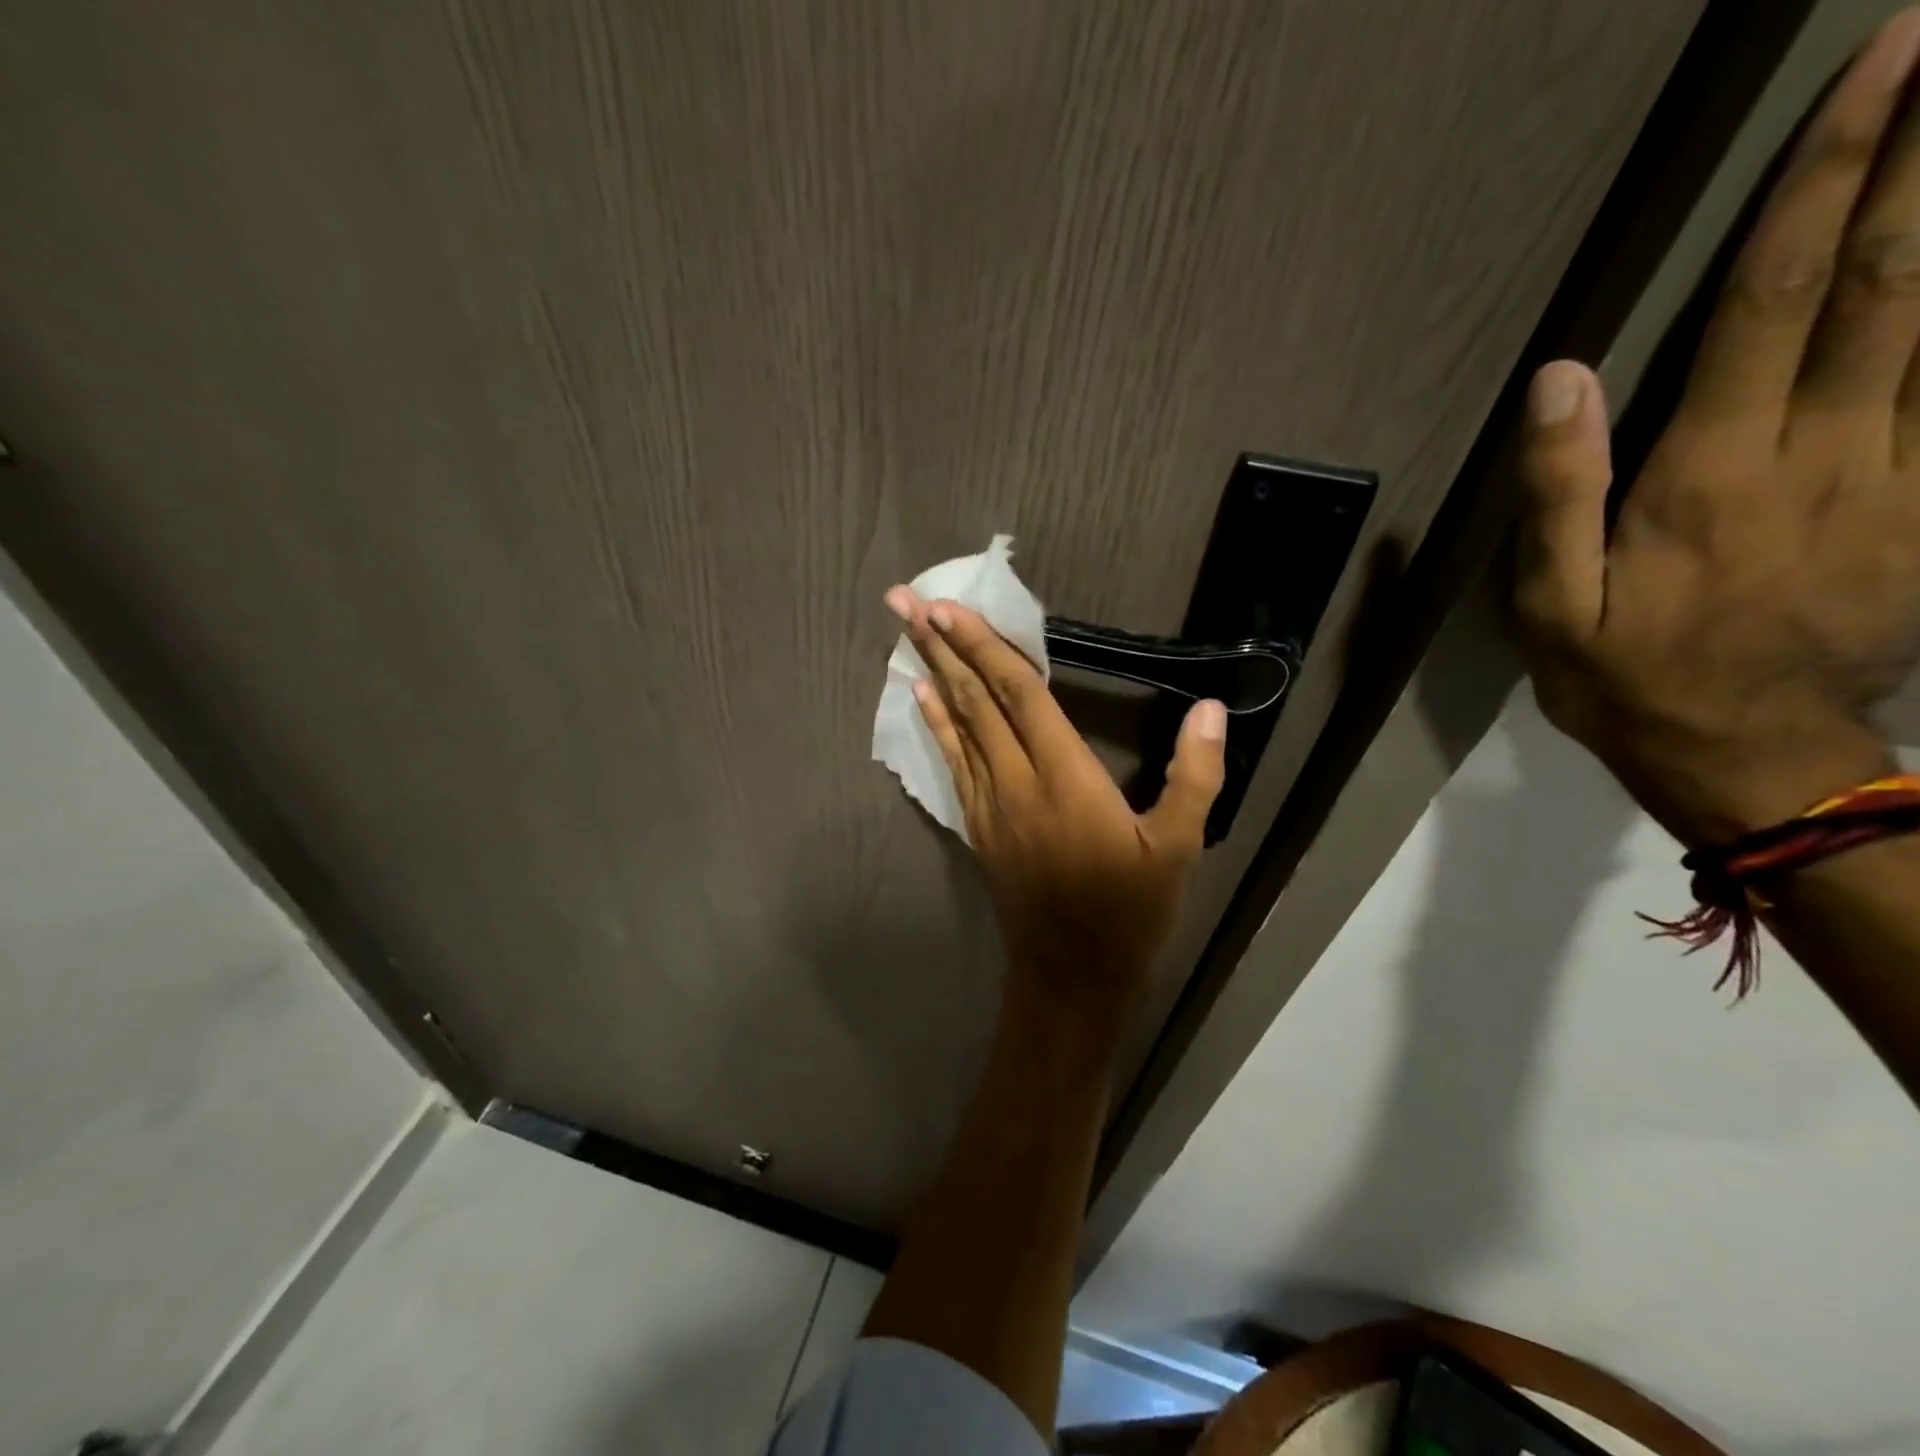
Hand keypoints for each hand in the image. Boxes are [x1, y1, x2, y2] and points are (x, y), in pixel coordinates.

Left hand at [884, 585, 1226, 1006]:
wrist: (1071, 978)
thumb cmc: (1129, 914)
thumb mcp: (1178, 849)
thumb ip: (1195, 777)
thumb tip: (1211, 709)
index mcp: (1067, 779)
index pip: (1019, 696)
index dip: (984, 647)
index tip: (948, 608)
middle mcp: (1017, 783)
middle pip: (976, 701)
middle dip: (941, 646)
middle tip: (904, 601)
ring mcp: (989, 806)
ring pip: (957, 726)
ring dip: (932, 675)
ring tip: (904, 634)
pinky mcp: (977, 827)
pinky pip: (953, 763)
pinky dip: (937, 725)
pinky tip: (922, 698)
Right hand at [1516, 9, 1919, 845]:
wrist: (1746, 750)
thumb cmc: (1625, 675)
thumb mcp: (1551, 601)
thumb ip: (1558, 491)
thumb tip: (1558, 379)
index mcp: (1711, 474)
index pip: (1773, 304)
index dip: (1823, 184)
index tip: (1876, 69)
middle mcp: (1823, 450)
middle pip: (1892, 279)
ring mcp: (1901, 471)